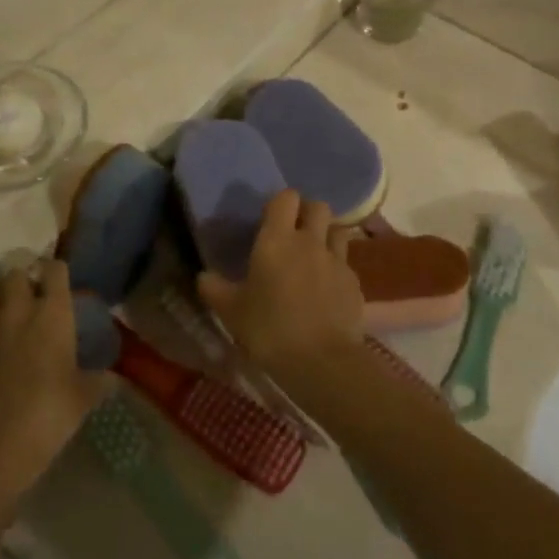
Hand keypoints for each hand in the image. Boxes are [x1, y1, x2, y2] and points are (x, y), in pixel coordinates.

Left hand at [0, 260, 108, 498]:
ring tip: (2, 314)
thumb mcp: (84, 396)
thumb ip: (99, 380)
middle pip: (16, 274)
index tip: (59, 281)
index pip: (55, 270)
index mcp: (53, 314)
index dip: (57, 272)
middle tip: (29, 299)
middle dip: (23, 281)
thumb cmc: (50, 413)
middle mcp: (18, 309)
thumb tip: (114, 378)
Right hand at [197, 190, 363, 377]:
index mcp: (277, 240)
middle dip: (308, 213)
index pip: (285, 198)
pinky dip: (337, 270)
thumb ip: (214, 288)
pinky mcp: (355, 284)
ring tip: (314, 257)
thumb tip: (204, 276)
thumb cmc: (268, 329)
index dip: (279, 203)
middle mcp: (310, 241)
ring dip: (327, 237)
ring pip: (338, 231)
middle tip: (294, 233)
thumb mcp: (231, 311)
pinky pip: (346, 265)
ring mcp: (337, 261)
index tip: (270, 219)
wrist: (320, 360)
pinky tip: (327, 291)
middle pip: (318, 207)